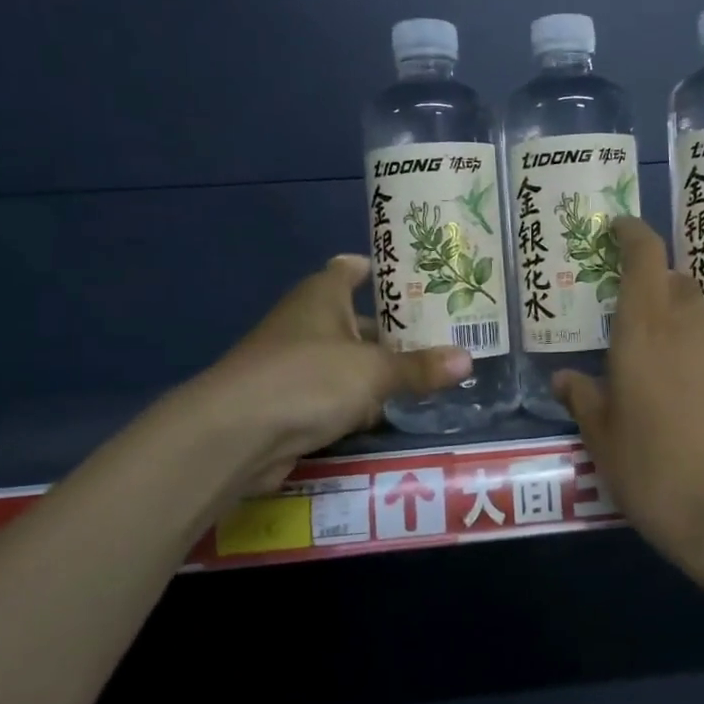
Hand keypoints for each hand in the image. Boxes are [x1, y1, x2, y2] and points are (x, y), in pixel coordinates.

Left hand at [193, 255, 469, 490]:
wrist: (235, 435)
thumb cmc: (308, 380)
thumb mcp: (374, 372)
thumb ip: (420, 368)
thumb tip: (468, 360)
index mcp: (322, 296)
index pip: (351, 268)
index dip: (381, 269)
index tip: (417, 277)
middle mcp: (307, 323)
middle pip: (358, 319)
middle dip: (396, 330)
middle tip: (443, 334)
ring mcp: (296, 364)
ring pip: (349, 361)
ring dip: (380, 371)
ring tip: (430, 375)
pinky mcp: (292, 403)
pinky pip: (337, 396)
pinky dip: (360, 403)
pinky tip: (391, 414)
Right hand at [553, 218, 703, 565]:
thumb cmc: (656, 472)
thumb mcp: (604, 441)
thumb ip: (584, 401)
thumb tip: (565, 378)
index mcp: (646, 331)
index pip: (646, 256)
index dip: (633, 234)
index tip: (616, 228)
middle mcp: (689, 329)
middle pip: (674, 281)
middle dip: (651, 280)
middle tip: (622, 305)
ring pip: (697, 313)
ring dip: (673, 315)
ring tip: (648, 353)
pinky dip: (693, 349)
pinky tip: (680, 390)